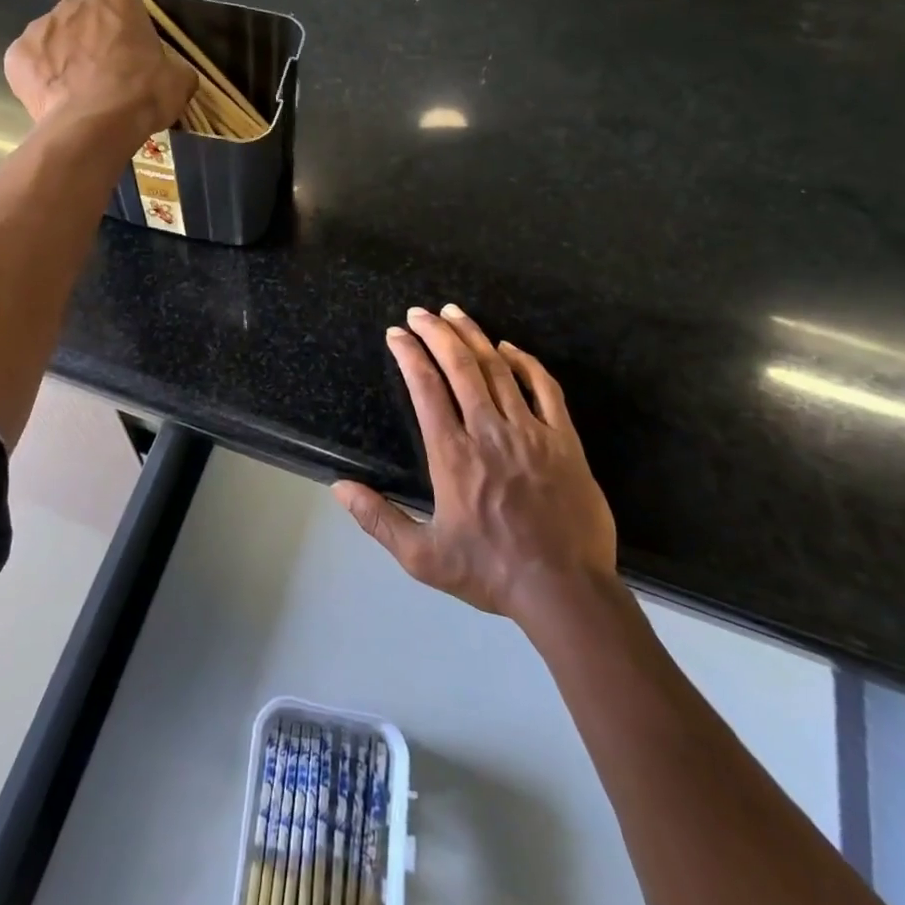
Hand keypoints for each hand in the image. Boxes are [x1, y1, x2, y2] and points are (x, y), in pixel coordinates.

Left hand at [4, 0, 198, 142]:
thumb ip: (173, 67)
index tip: (133, 60)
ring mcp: (39, 27)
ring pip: (55, 41)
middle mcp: (73, 3)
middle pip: (85, 20)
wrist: (94, 127)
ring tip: (79, 96)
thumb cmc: (141, 95)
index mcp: (117, 0)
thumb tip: (170, 75)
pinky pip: (31, 65)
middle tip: (106, 80)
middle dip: (93, 43)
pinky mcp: (15, 56)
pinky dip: (41, 80)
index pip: (124, 6)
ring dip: (65, 60)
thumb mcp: (179, 81)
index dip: (128, 33)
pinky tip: (55, 103)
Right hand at [332, 304, 616, 624]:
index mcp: (453, 454)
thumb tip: (338, 487)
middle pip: (460, 366)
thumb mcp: (423, 556)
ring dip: (473, 336)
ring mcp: (530, 432)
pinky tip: (509, 347)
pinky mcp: (563, 440)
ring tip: (454, 314)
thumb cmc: (490, 572)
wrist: (565, 591)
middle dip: (436, 332)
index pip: (425, 388)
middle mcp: (488, 431)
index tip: (396, 334)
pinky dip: (525, 362)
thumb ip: (378, 519)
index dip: (408, 355)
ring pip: (498, 369)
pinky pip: (544, 388)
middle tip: (419, 312)